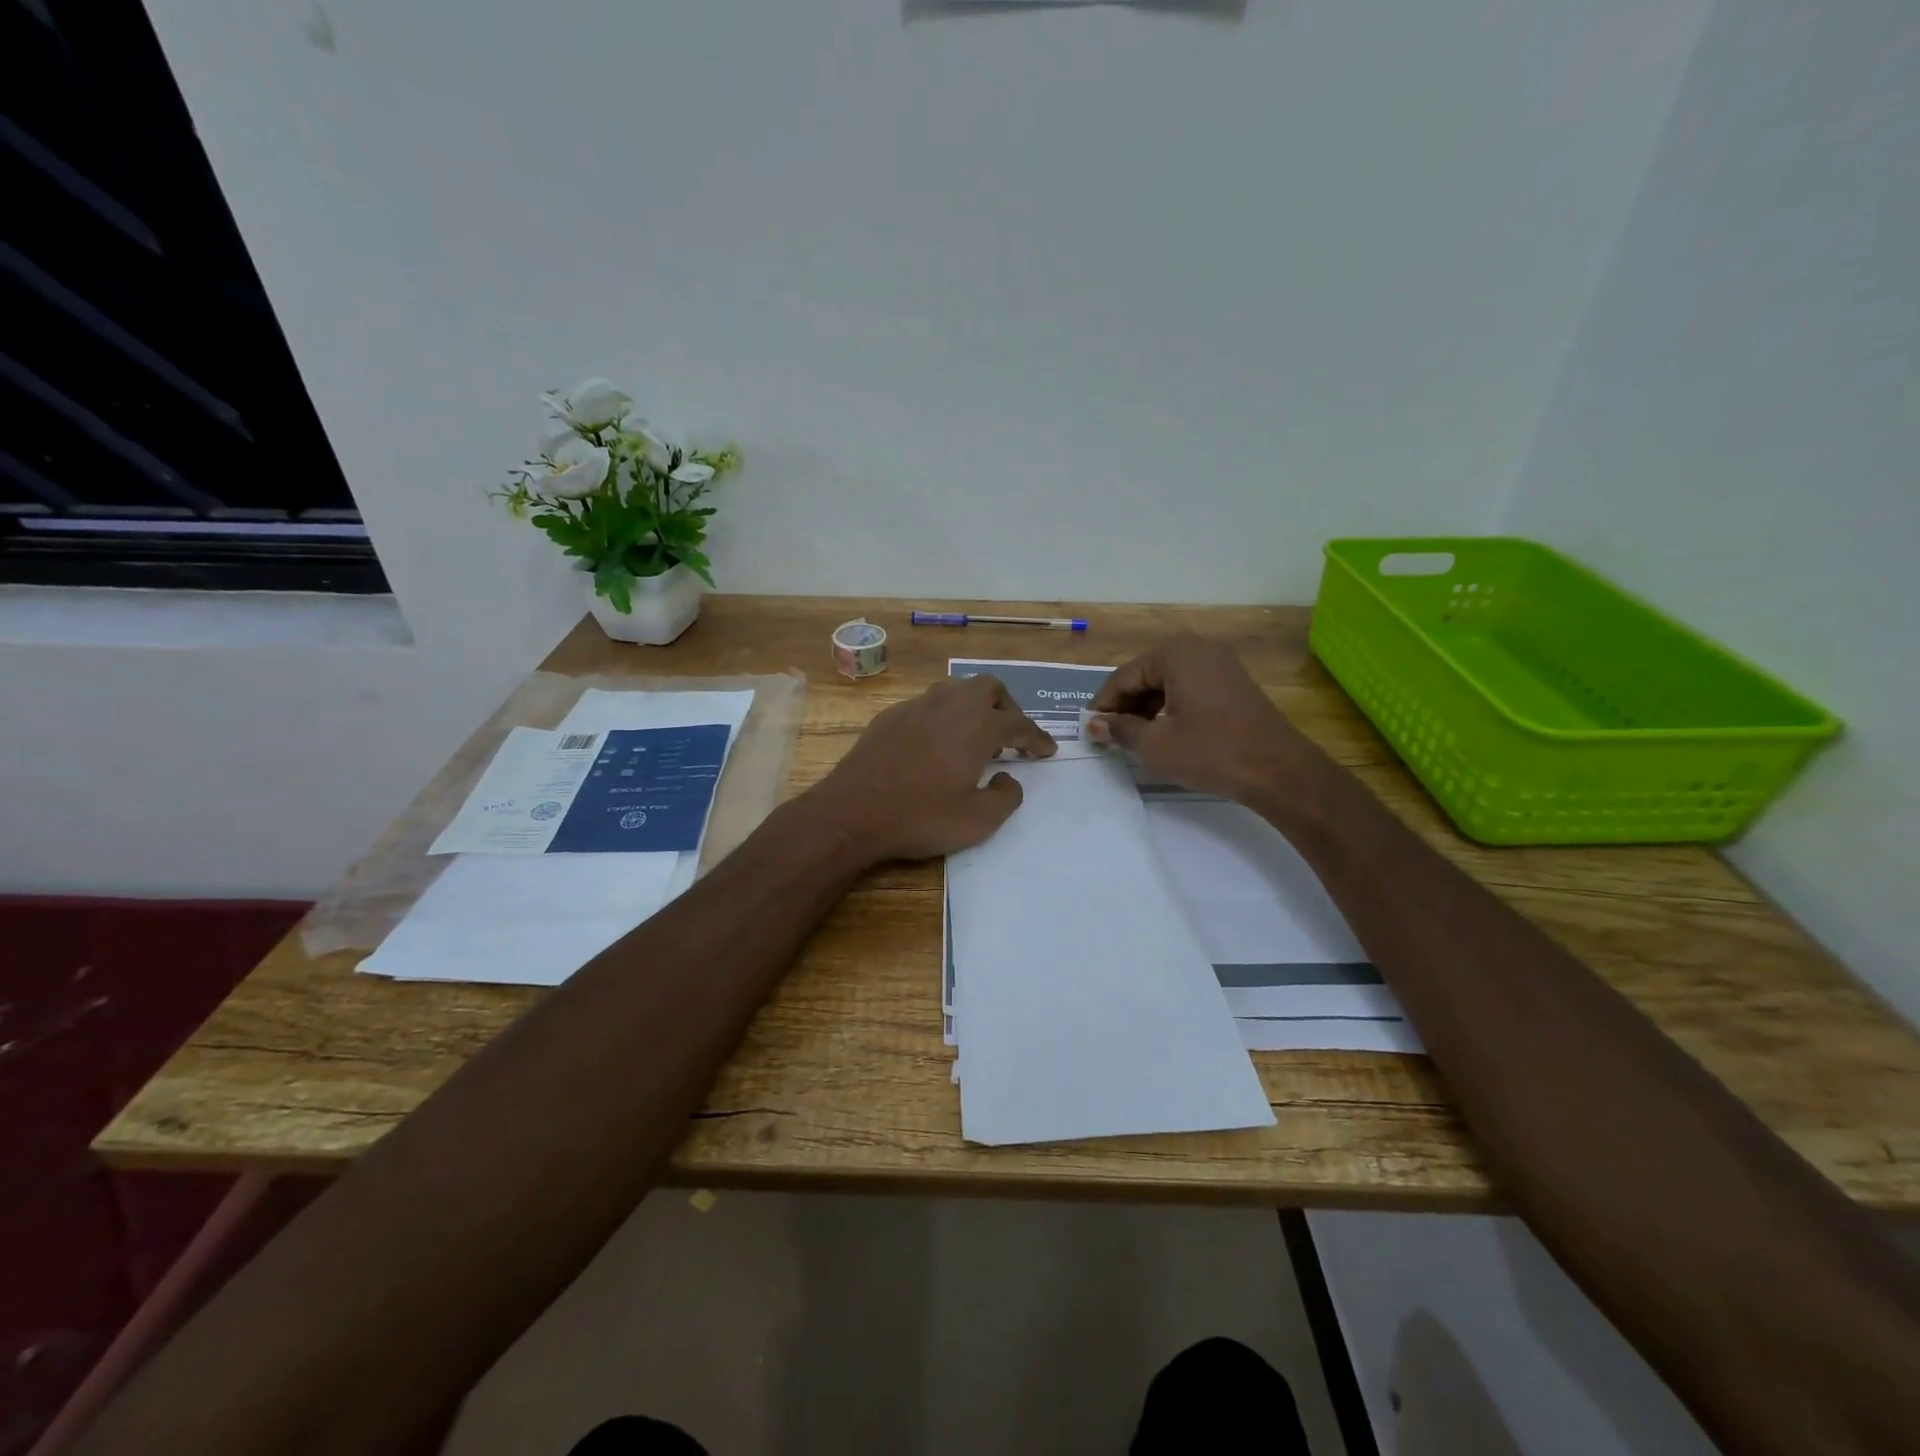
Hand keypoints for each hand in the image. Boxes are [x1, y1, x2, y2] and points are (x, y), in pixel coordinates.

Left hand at [817, 675, 1056, 861]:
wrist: (854, 812)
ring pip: (955, 691)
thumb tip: (1008, 778)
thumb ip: (1007, 797)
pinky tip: (935, 744)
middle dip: (1007, 707)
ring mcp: (916, 706)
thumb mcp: (979, 820)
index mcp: (978, 725)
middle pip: (989, 688)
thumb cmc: (922, 816)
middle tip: (1010, 735)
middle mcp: (950, 705)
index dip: (1037, 738)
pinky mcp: (889, 716)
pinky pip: (927, 706)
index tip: (1046, 750)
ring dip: (973, 707)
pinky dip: (942, 718)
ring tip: (975, 736)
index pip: (1019, 724)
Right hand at [1088, 633, 1301, 802]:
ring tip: (1134, 740)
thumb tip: (1095, 724)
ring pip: (1168, 683)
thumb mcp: (1155, 744)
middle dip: (1125, 706)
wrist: (1278, 769)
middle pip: (1146, 676)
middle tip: (1110, 737)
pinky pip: (1189, 689)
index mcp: (1175, 653)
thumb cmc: (1210, 752)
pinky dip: (1171, 708)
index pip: (1124, 677)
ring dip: (1147, 709)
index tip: (1089, 730)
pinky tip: (1164, 734)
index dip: (1103, 705)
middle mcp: (1198, 648)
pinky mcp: (1233, 683)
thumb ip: (1120, 730)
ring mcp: (1220, 664)